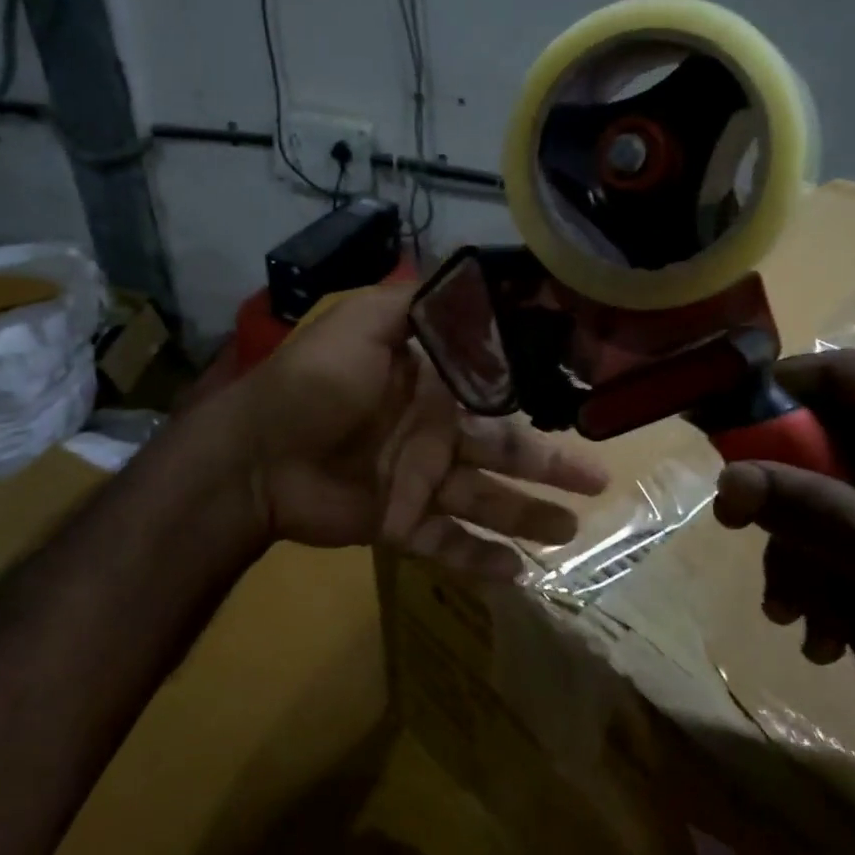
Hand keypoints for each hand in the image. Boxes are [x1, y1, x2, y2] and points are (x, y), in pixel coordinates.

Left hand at [225, 284, 608, 572]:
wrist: (256, 454)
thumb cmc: (315, 382)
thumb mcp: (367, 321)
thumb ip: (417, 302)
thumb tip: (472, 278)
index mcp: (431, 384)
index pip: (495, 391)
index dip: (536, 396)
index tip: (581, 399)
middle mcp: (433, 431)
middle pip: (503, 449)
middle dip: (550, 464)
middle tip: (598, 478)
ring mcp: (418, 481)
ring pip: (486, 500)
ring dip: (528, 516)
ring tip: (571, 531)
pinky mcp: (399, 523)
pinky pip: (447, 545)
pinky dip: (480, 561)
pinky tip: (519, 576)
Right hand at [712, 350, 854, 729]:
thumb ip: (816, 514)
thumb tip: (726, 481)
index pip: (838, 373)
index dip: (776, 395)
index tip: (728, 444)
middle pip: (828, 450)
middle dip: (788, 513)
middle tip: (761, 564)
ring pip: (843, 505)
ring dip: (812, 561)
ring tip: (802, 626)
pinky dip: (845, 582)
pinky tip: (837, 639)